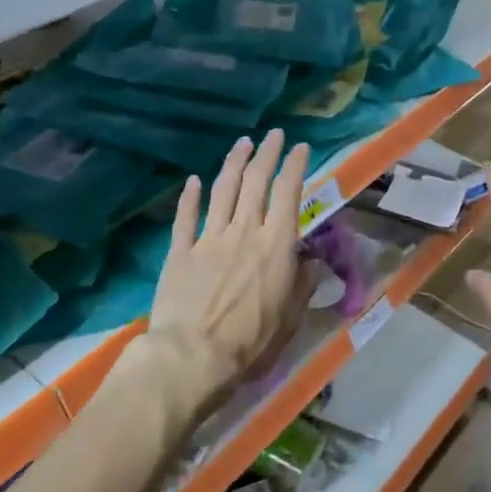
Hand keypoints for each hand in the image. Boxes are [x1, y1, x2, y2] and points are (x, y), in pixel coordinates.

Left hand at [137, 129, 311, 415]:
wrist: (192, 356)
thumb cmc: (250, 342)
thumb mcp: (289, 317)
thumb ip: (302, 284)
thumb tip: (310, 262)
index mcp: (275, 245)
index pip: (288, 194)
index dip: (294, 166)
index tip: (299, 147)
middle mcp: (244, 232)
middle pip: (256, 182)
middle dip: (266, 154)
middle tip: (273, 135)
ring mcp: (209, 238)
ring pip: (223, 190)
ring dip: (234, 163)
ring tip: (242, 143)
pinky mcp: (180, 251)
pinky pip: (186, 217)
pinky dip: (190, 196)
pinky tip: (194, 180)